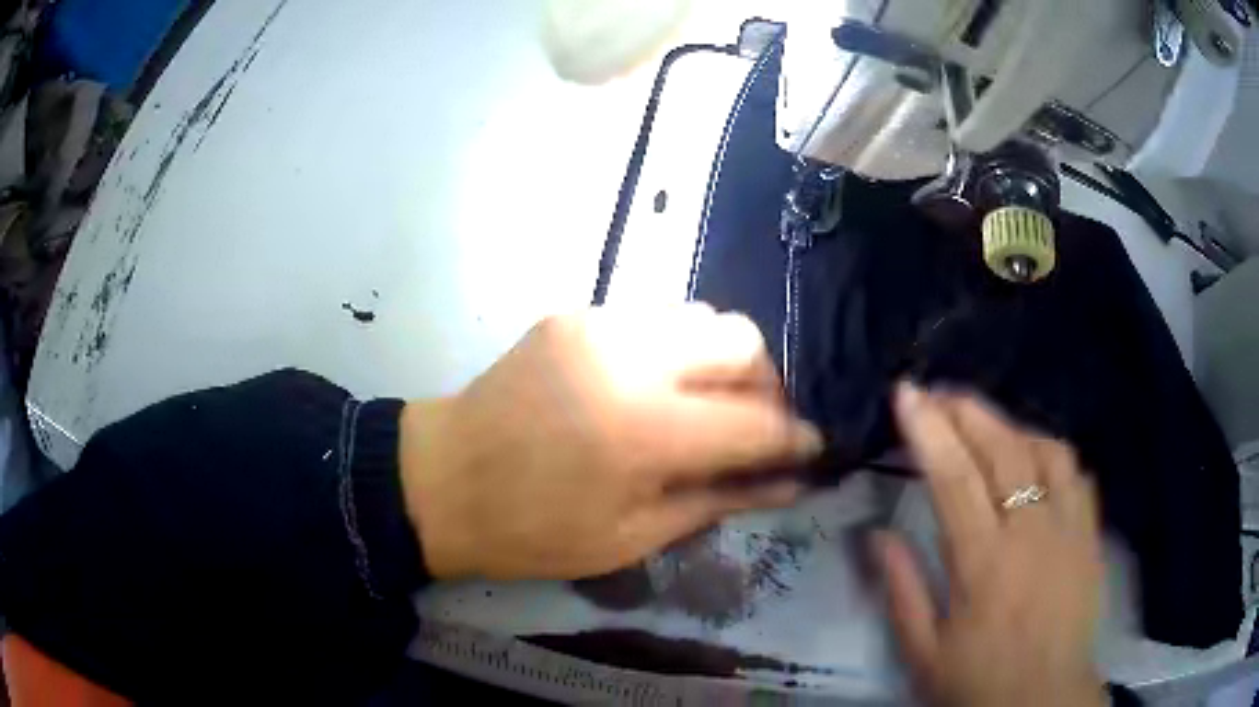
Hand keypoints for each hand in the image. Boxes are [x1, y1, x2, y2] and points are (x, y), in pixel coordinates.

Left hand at [400, 305, 822, 580]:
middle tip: (751, 429)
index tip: (811, 451)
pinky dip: (676, 350)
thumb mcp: (631, 534)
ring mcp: (599, 324)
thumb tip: (790, 481)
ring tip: (702, 408)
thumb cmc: (532, 529)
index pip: (757, 421)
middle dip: (766, 385)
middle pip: (742, 339)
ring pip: (702, 317)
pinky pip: (655, 318)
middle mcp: (631, 358)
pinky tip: (654, 389)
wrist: (440, 479)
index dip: (795, 438)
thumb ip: (719, 498)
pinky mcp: (575, 314)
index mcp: (645, 429)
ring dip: (721, 362)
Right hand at [879, 384, 1106, 706]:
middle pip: (1002, 447)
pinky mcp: (1090, 532)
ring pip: (1044, 449)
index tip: (905, 392)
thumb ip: (901, 589)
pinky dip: (1050, 451)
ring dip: (1010, 426)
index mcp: (983, 564)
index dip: (927, 428)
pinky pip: (1074, 471)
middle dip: (966, 409)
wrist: (1045, 699)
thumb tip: (876, 533)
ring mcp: (1068, 526)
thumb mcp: (923, 653)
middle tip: (937, 393)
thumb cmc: (978, 682)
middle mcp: (1030, 532)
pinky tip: (1033, 455)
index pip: (953, 477)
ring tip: (983, 425)